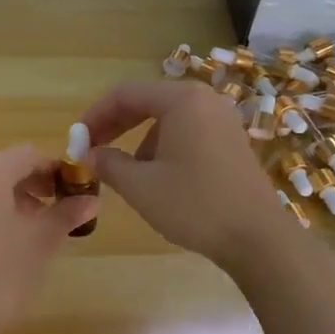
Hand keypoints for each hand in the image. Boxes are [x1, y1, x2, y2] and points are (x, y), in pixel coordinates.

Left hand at [0, 143, 97, 333]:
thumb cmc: (1, 274)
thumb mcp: (41, 243)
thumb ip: (66, 214)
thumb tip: (91, 199)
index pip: (30, 155)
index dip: (56, 170)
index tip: (74, 192)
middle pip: (3, 169)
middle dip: (32, 186)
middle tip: (55, 213)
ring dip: (9, 202)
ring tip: (28, 233)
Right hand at [80, 80, 287, 271]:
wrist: (257, 238)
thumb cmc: (194, 204)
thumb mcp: (140, 186)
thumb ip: (109, 164)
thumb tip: (90, 155)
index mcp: (182, 100)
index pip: (125, 95)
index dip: (95, 116)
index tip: (77, 140)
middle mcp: (205, 100)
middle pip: (148, 102)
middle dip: (116, 126)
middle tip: (92, 150)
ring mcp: (223, 120)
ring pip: (167, 120)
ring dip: (139, 140)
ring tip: (126, 174)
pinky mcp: (232, 142)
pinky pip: (188, 132)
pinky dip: (164, 147)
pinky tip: (159, 179)